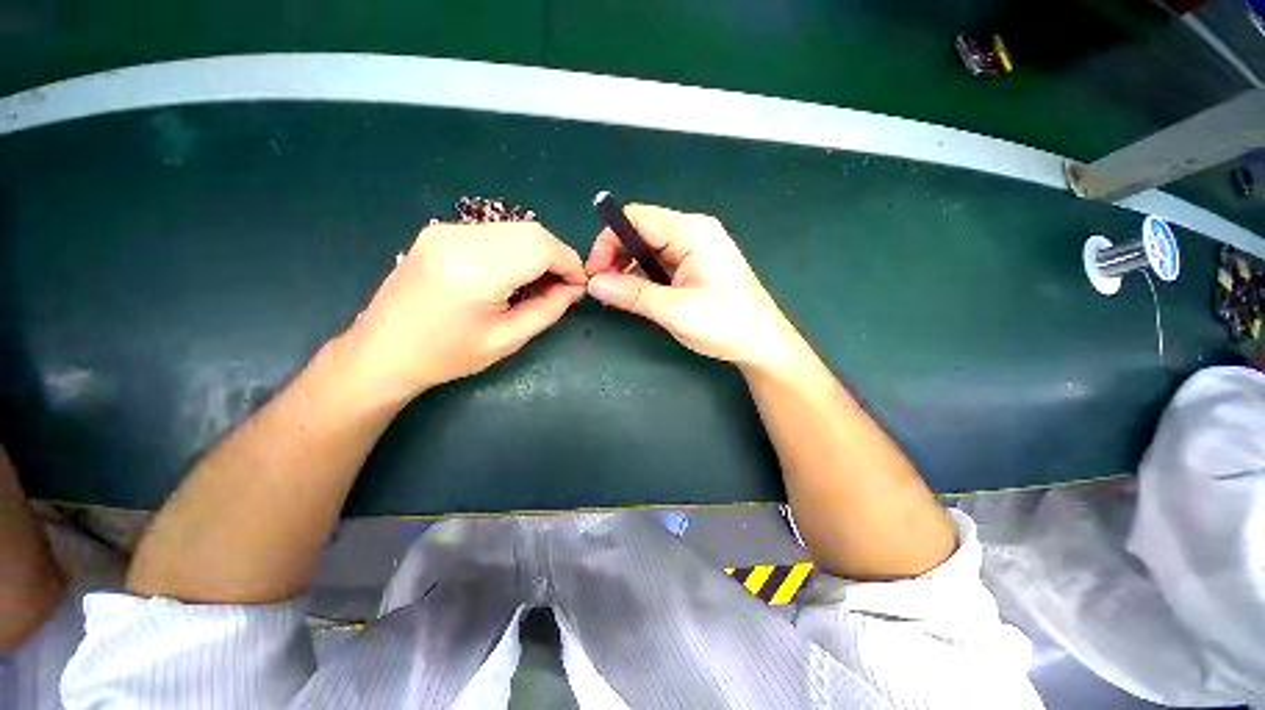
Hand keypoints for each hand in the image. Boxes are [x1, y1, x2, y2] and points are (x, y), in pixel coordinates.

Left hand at [341, 221, 586, 402]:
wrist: (383, 351)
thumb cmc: (447, 354)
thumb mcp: (508, 339)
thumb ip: (548, 309)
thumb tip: (575, 289)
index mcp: (476, 270)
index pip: (542, 247)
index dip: (570, 263)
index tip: (579, 285)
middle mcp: (460, 239)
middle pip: (531, 231)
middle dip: (557, 256)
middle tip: (562, 286)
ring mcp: (446, 230)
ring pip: (515, 228)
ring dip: (538, 252)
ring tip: (539, 283)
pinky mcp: (440, 231)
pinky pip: (495, 232)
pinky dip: (516, 248)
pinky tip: (513, 274)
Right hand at [585, 204, 803, 370]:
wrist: (762, 343)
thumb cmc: (724, 324)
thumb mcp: (674, 310)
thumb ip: (632, 294)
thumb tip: (593, 284)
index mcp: (692, 232)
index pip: (637, 218)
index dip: (609, 241)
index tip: (596, 273)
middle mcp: (693, 232)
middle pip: (642, 231)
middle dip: (617, 256)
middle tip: (603, 288)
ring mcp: (696, 248)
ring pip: (649, 248)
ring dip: (629, 268)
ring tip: (617, 295)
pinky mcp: (696, 265)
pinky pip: (661, 262)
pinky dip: (644, 276)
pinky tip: (637, 295)